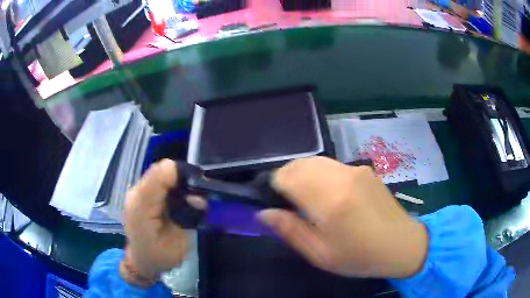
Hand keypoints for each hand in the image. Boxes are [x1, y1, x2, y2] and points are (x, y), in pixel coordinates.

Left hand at [121, 159, 203, 284]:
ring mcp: (137, 192)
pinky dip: (171, 186)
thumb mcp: (178, 243)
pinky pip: (158, 181)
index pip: (162, 173)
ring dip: (177, 182)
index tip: (199, 188)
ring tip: (189, 199)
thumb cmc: (160, 257)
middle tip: (197, 195)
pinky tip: (177, 200)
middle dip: (182, 178)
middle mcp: (137, 193)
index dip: (182, 175)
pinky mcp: (140, 194)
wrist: (142, 261)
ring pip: (161, 173)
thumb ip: (188, 218)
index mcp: (142, 206)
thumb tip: (199, 198)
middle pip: (162, 169)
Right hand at [257, 157, 427, 278]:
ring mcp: (356, 169)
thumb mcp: (320, 254)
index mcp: (330, 201)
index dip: (273, 186)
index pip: (287, 176)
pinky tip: (329, 194)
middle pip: (299, 164)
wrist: (401, 244)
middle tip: (288, 203)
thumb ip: (290, 230)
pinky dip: (319, 174)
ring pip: (315, 161)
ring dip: (302, 174)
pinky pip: (332, 165)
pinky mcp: (365, 169)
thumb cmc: (359, 256)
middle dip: (286, 178)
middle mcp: (342, 176)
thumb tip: (263, 212)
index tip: (275, 202)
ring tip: (306, 198)